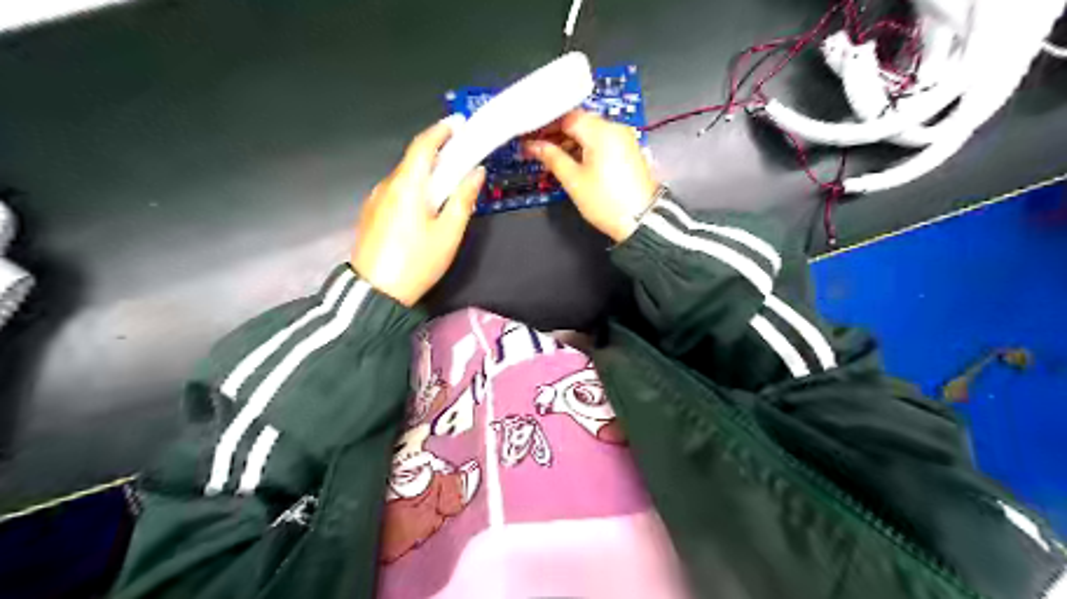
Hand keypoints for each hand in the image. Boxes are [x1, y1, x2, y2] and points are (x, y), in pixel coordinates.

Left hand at [351, 119, 484, 306]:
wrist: (375, 293)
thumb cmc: (417, 262)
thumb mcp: (448, 234)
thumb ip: (463, 199)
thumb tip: (476, 173)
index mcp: (407, 185)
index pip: (423, 145)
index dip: (441, 131)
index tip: (458, 124)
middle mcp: (387, 185)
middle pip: (413, 160)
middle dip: (437, 154)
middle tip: (460, 157)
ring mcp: (375, 199)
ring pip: (404, 177)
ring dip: (425, 174)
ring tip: (446, 186)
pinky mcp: (370, 214)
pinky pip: (395, 191)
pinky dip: (413, 188)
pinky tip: (424, 206)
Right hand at [524, 109, 659, 239]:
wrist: (641, 221)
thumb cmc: (606, 202)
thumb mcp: (574, 180)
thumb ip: (552, 158)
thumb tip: (534, 147)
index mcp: (601, 131)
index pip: (566, 117)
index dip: (545, 126)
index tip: (528, 136)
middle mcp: (614, 128)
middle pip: (579, 122)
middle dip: (556, 133)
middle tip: (536, 147)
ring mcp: (623, 139)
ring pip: (590, 132)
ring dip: (570, 141)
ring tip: (551, 157)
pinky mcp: (627, 151)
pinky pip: (601, 141)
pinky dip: (585, 147)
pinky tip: (571, 160)